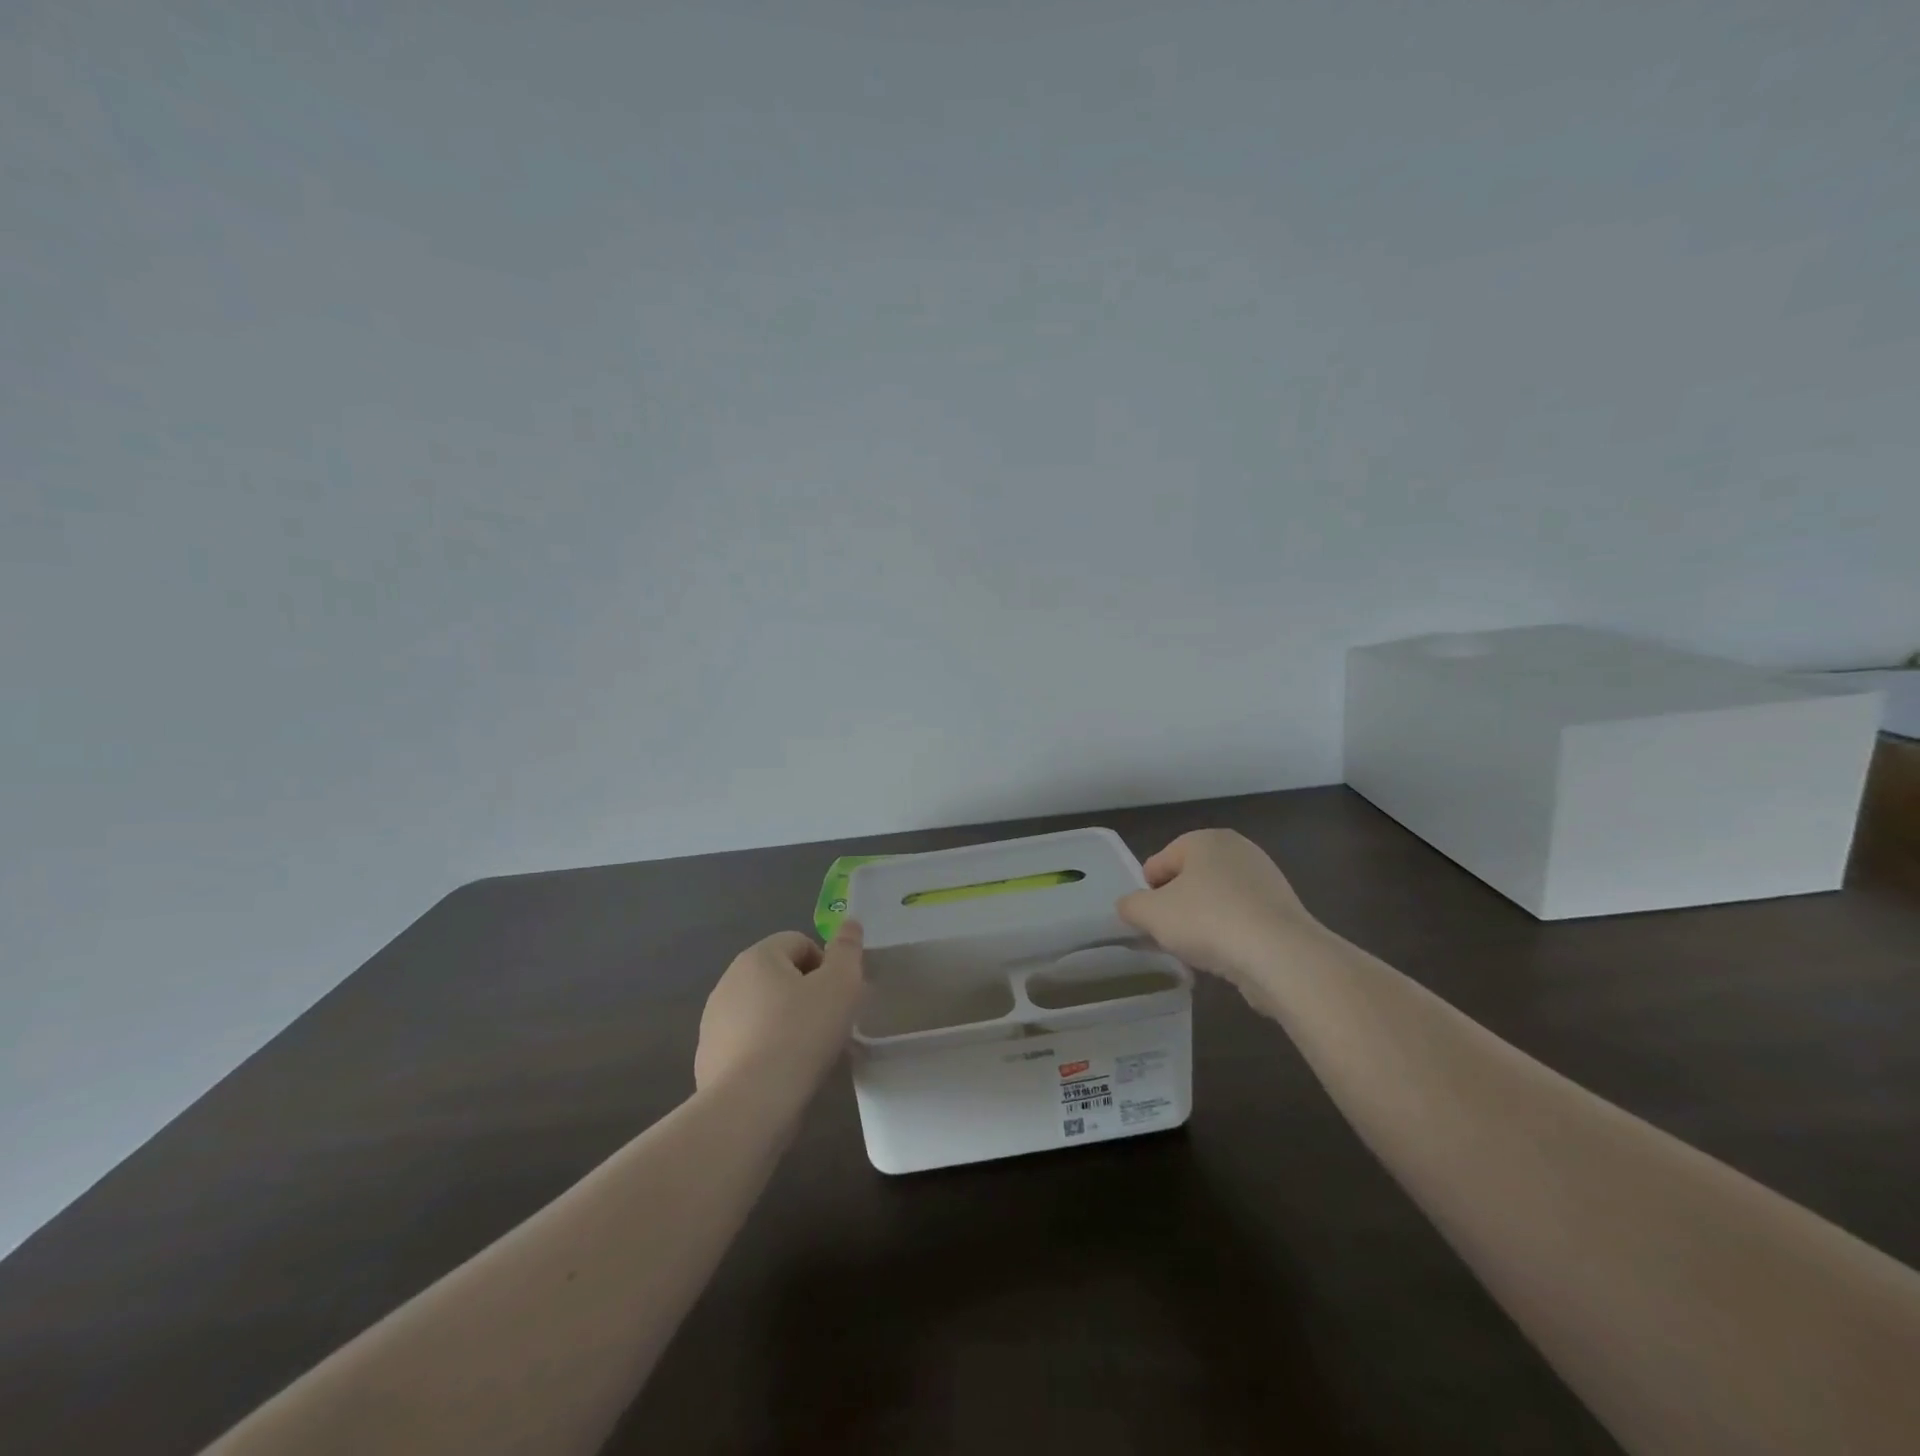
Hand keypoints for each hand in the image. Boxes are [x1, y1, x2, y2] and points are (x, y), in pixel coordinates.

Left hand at [694, 922, 864, 1092]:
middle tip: (829, 1025)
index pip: (799, 942)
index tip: (839, 997)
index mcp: (757, 957)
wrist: (750, 1104)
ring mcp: (713, 1022)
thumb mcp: (841, 984)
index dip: (826, 965)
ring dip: (785, 1023)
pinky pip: (747, 1044)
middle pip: (779, 976)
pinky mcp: (708, 1059)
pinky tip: (782, 1076)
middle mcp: (728, 981)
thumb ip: (847, 949)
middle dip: (806, 995)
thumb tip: (850, 922)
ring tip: (807, 1055)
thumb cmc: (801, 1033)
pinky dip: (765, 1052)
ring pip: (762, 1011)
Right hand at [1116, 830, 1323, 988]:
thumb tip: (1130, 906)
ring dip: (1203, 922)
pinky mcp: (1283, 910)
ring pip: (1216, 901)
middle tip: (1169, 935)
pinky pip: (1242, 919)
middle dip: (1176, 906)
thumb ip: (1130, 905)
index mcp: (1205, 839)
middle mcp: (1238, 850)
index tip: (1149, 921)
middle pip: (1189, 880)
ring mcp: (1266, 879)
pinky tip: (1226, 957)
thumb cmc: (1207, 921)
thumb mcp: (1150, 913)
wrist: (1280, 956)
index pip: (1159, 862)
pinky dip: (1230, 935)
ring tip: (1198, 951)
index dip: (1147, 893)